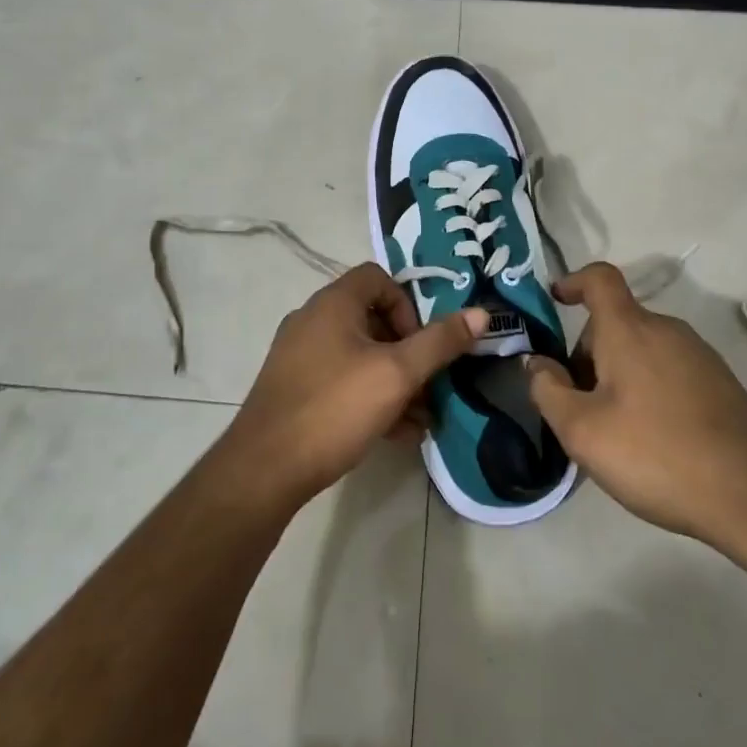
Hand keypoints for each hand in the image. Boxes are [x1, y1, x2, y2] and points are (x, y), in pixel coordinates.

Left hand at [218, 263, 487, 511]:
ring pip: (359, 356)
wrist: (265, 469)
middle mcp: (313, 320)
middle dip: (408, 353)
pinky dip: (370, 397)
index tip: (420, 344)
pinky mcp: (294, 388)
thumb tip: (480, 313)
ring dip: (394, 381)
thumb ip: (440, 342)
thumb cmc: (335, 408)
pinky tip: (395, 434)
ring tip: (420, 419)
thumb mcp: (397, 374)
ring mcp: (300, 355)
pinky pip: (341, 379)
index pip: (379, 278)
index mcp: (333, 303)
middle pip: (372, 319)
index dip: (408, 305)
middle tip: (428, 387)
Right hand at [526, 262, 746, 556]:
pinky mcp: (721, 383)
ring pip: (642, 348)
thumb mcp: (582, 431)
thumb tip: (537, 363)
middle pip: (616, 322)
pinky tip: (651, 439)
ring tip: (612, 430)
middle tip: (577, 405)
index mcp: (630, 329)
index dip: (572, 281)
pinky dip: (647, 388)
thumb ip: (548, 390)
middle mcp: (667, 329)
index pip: (599, 278)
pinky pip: (668, 369)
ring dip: (617, 375)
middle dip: (588, 354)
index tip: (555, 301)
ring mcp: (700, 355)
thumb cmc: (656, 455)